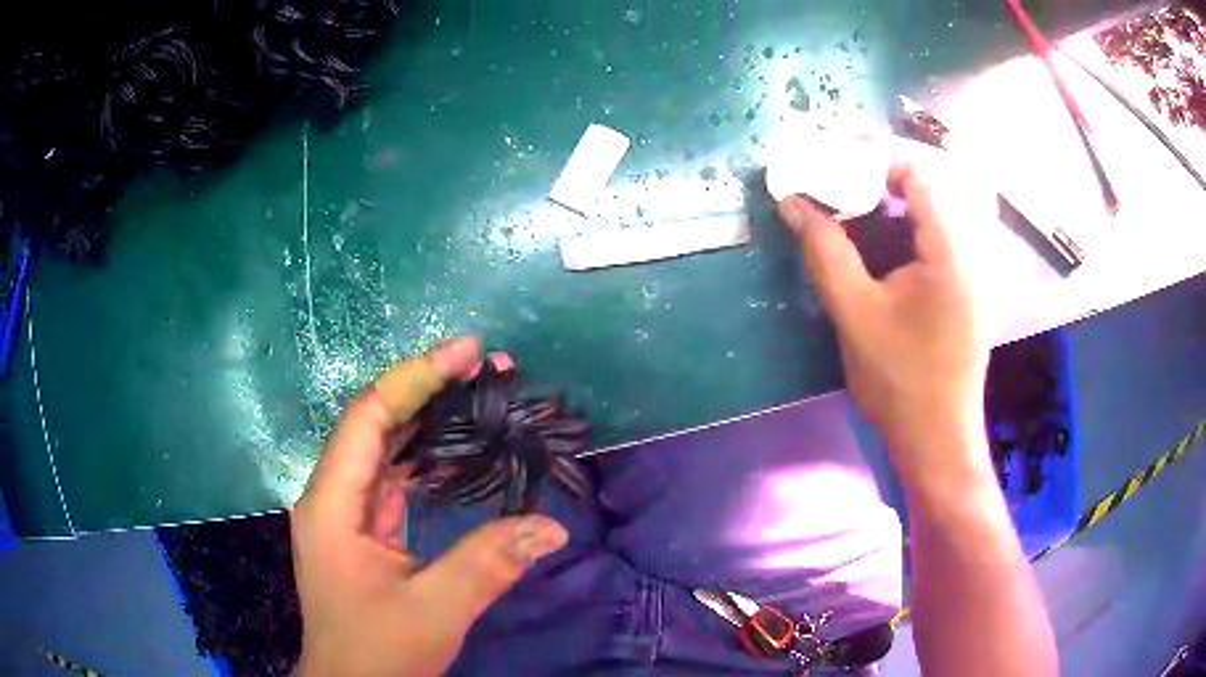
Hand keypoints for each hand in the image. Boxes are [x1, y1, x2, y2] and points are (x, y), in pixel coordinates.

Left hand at [290, 337, 567, 676]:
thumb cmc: (378, 653)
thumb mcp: (433, 611)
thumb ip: (487, 565)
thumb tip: (550, 526)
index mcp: (331, 505)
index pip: (369, 418)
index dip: (416, 378)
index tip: (468, 352)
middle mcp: (332, 496)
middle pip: (376, 424)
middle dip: (428, 390)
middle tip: (487, 368)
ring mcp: (346, 513)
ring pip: (385, 448)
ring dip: (429, 421)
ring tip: (480, 397)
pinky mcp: (362, 531)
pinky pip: (393, 479)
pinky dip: (427, 458)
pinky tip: (459, 451)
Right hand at [777, 166, 991, 493]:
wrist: (936, 442)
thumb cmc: (900, 379)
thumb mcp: (855, 312)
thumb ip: (825, 252)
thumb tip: (792, 202)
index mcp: (947, 251)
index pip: (916, 179)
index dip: (875, 161)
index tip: (836, 163)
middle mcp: (964, 257)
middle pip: (922, 201)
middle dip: (875, 191)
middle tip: (833, 193)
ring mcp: (966, 283)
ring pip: (925, 230)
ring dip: (886, 220)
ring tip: (846, 224)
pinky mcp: (961, 304)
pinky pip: (930, 256)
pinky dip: (900, 247)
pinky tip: (875, 265)